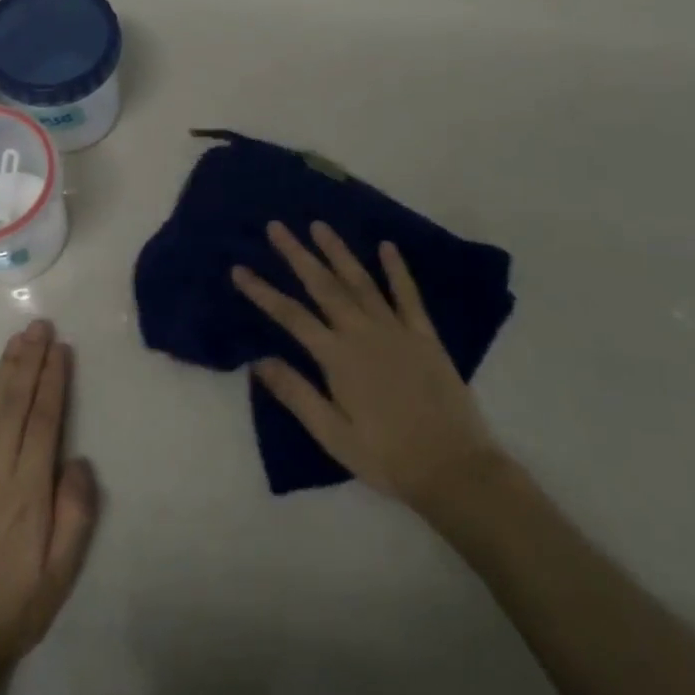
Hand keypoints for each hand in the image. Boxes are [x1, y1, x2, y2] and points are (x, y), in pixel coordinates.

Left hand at [0, 319, 99, 694]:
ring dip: (5, 370)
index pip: (44, 421)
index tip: (60, 348)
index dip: (53, 382)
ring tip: (18, 340)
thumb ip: (75, 515)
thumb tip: (77, 460)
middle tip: (39, 326)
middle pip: (15, 404)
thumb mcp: (60, 575)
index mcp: (28, 490)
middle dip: (29, 362)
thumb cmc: (14, 609)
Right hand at [232, 221, 508, 524]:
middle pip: (323, 286)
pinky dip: (397, 270)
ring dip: (338, 252)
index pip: (291, 316)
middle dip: (297, 255)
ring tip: (319, 225)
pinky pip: (408, 296)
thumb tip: (258, 361)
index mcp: (337, 358)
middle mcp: (363, 333)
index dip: (263, 292)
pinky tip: (387, 246)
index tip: (240, 269)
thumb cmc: (386, 456)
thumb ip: (296, 394)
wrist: (454, 469)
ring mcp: (396, 330)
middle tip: (277, 227)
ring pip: (361, 281)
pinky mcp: (425, 336)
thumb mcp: (332, 435)